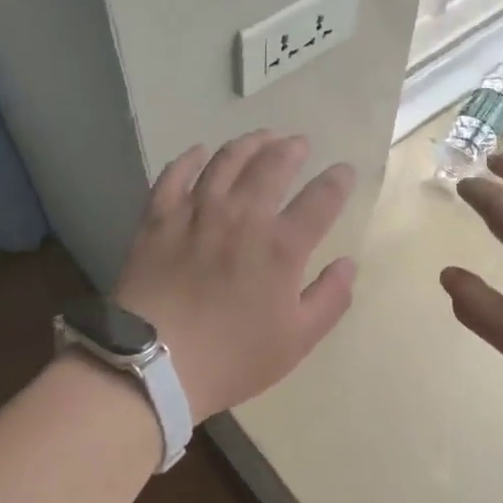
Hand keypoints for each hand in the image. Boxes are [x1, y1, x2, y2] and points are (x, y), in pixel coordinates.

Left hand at [115, 132, 356, 422]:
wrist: (154, 366)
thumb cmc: (232, 357)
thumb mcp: (297, 339)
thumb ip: (330, 298)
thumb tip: (348, 263)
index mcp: (282, 246)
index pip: (322, 198)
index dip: (338, 180)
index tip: (344, 170)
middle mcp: (243, 216)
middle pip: (272, 165)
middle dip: (292, 149)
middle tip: (300, 144)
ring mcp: (197, 212)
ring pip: (226, 160)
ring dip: (249, 143)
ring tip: (261, 137)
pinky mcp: (159, 218)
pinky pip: (175, 175)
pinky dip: (190, 159)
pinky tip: (200, 152)